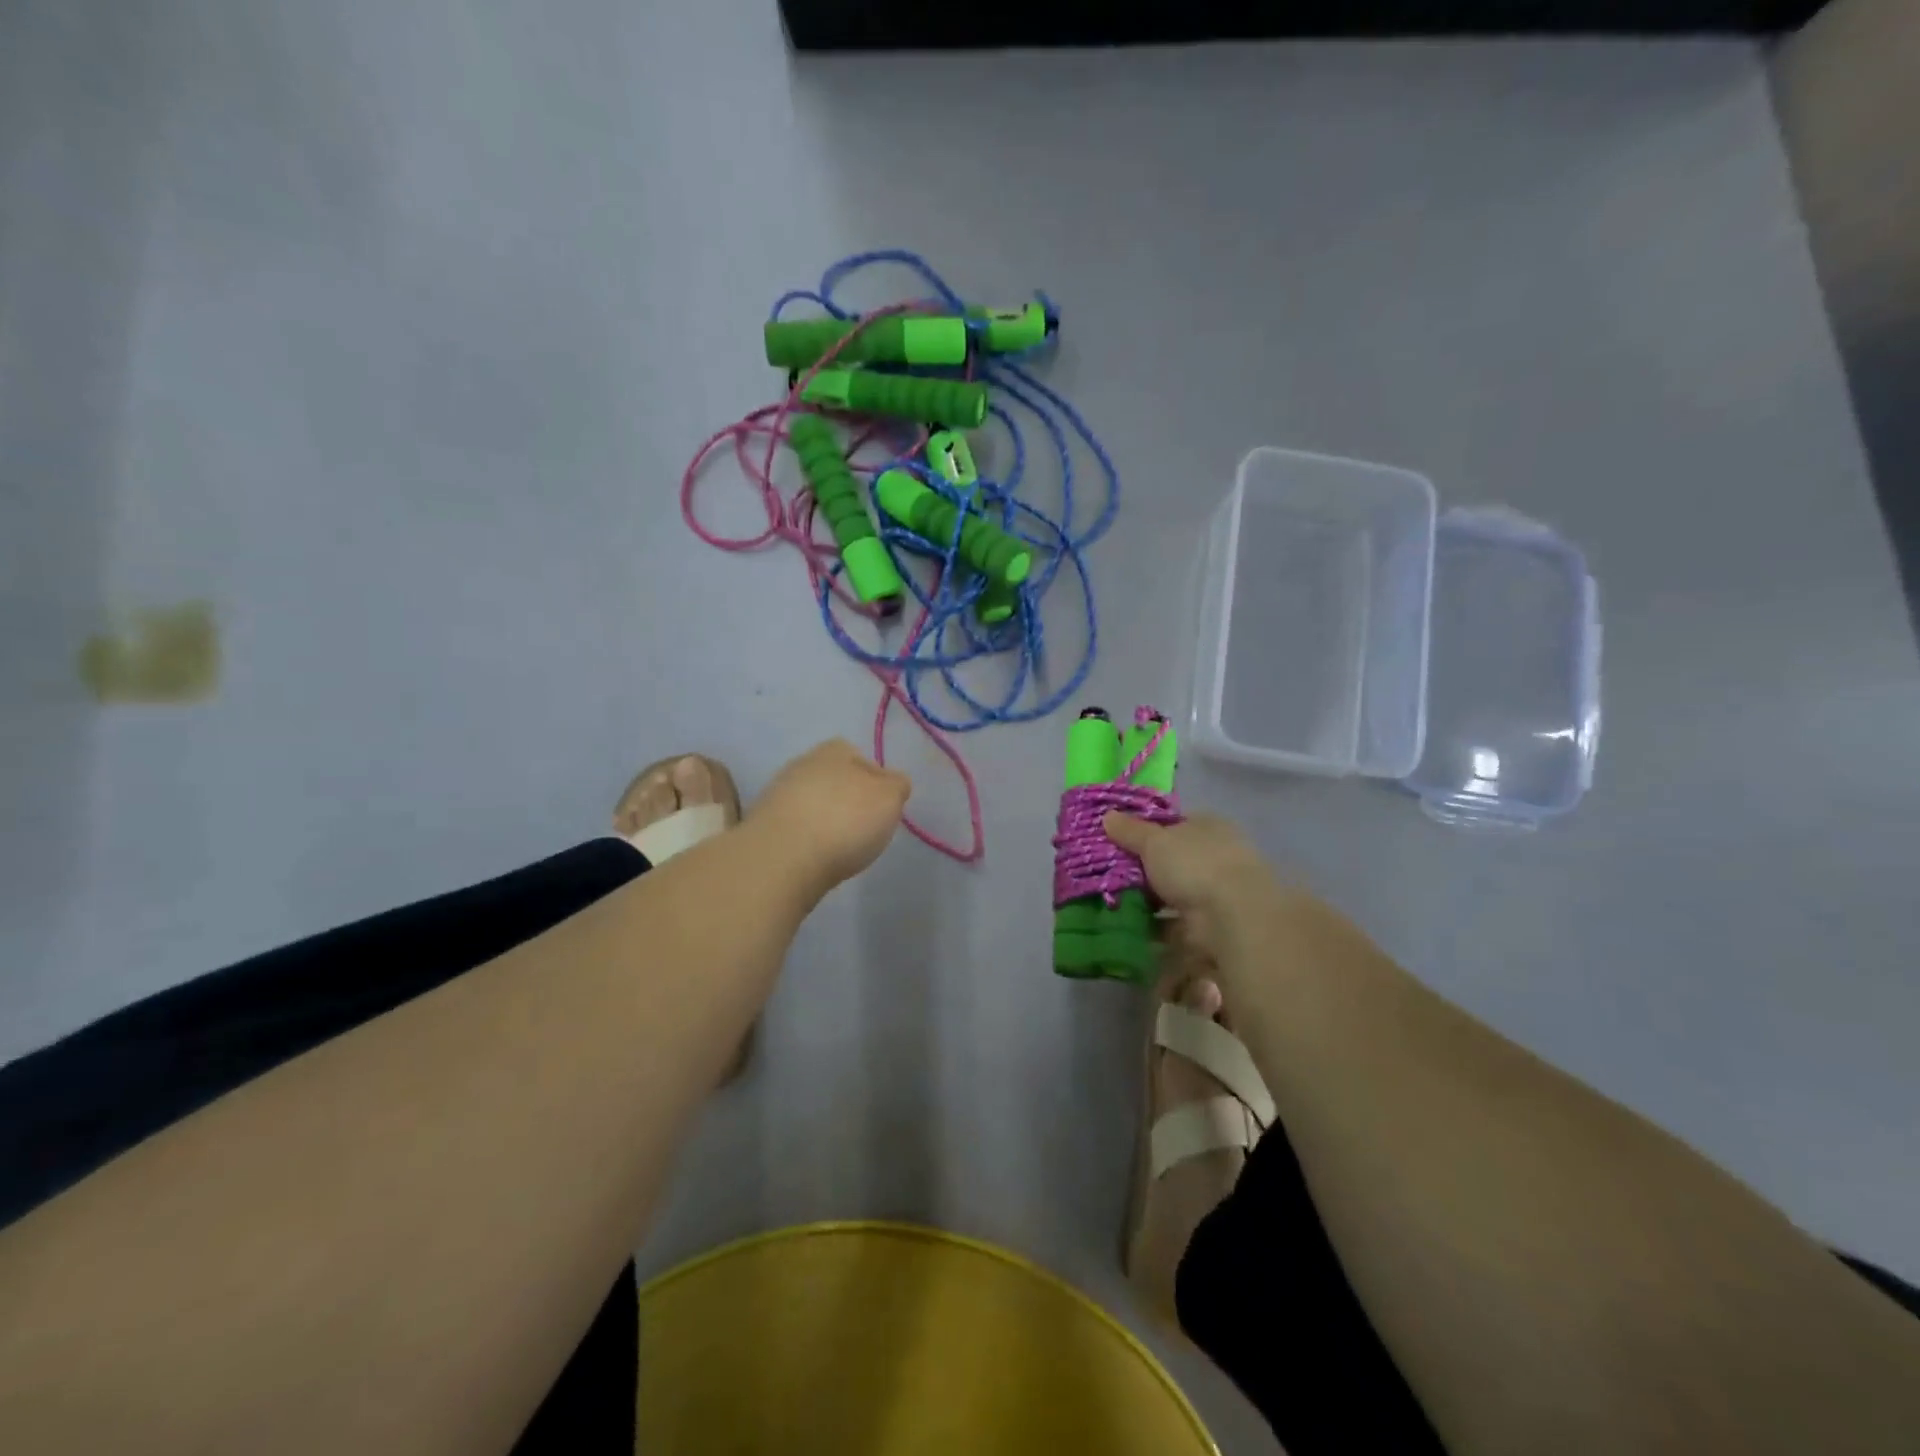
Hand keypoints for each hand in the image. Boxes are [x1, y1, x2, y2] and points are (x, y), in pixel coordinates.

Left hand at [753, 739, 910, 892]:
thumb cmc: (845, 820)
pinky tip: (814, 856)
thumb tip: (894, 782)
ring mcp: (777, 793)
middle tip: (863, 827)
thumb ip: (896, 786)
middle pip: (834, 779)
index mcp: (835, 750)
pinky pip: (794, 826)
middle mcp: (803, 763)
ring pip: (811, 802)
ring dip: (824, 818)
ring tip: (838, 846)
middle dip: (847, 799)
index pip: (861, 757)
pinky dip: (805, 838)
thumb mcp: (889, 798)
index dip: (875, 781)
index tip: (883, 808)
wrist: (782, 857)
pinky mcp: (762, 824)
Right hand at [1103, 811, 1275, 960]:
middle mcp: (1217, 856)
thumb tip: (1107, 815)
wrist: (1232, 917)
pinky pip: (1176, 923)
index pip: (1175, 824)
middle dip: (1145, 870)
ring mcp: (1216, 893)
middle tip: (1110, 874)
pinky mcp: (1211, 925)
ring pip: (1174, 893)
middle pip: (1173, 860)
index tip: (1119, 841)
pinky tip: (1130, 928)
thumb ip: (1130, 831)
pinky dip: (1156, 927)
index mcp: (1208, 826)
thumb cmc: (1194, 865)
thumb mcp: (1154, 841)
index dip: (1147, 831)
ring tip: (1114, 903)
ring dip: (1149, 901)